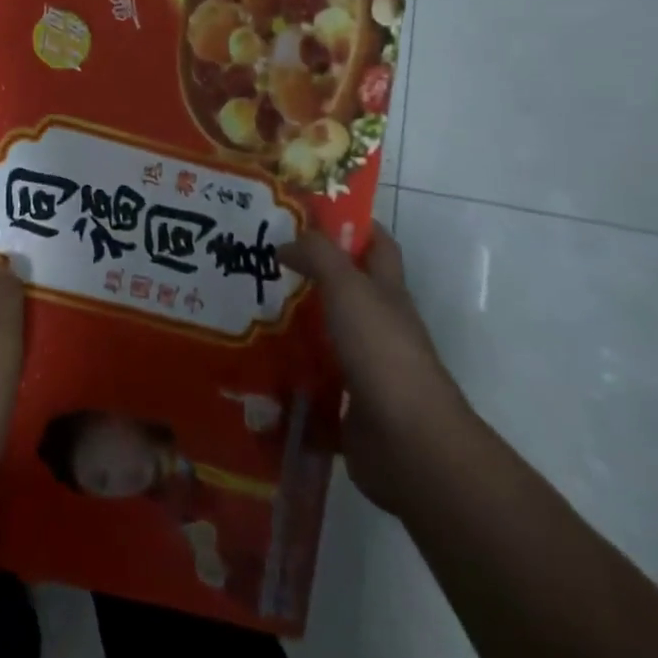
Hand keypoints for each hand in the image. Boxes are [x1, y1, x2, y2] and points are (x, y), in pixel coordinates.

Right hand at [279, 223, 474, 510]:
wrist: (409, 443)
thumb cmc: (382, 351)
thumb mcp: (348, 287)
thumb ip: (318, 256)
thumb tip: (286, 243)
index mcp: (387, 293)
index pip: (377, 245)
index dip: (353, 225)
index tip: (309, 213)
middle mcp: (380, 326)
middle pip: (346, 290)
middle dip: (310, 275)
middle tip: (261, 262)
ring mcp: (366, 368)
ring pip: (326, 336)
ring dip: (294, 326)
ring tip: (248, 312)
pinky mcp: (349, 405)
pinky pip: (313, 383)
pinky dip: (289, 376)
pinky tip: (255, 366)